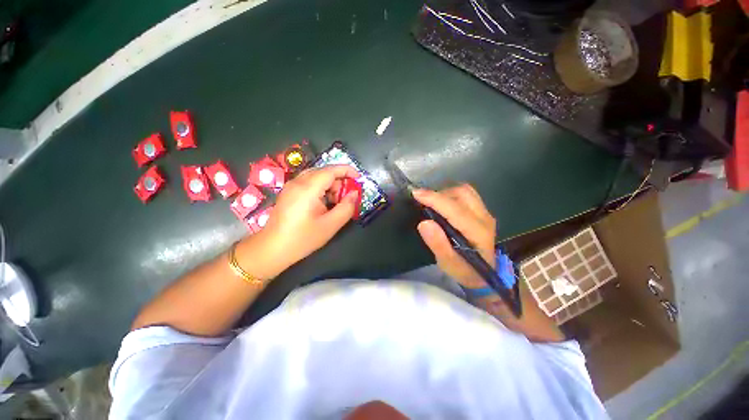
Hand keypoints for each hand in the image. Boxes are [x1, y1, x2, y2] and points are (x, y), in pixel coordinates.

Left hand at [237, 165, 360, 278]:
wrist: (273, 249)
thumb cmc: (303, 238)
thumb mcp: (331, 225)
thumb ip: (347, 207)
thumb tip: (355, 193)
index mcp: (308, 188)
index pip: (331, 170)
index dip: (347, 171)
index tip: (359, 178)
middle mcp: (298, 182)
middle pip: (324, 172)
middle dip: (339, 182)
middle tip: (346, 198)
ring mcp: (291, 186)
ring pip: (317, 177)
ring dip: (330, 186)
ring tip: (335, 203)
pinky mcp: (289, 192)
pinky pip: (309, 183)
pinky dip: (321, 189)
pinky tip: (323, 204)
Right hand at [413, 184, 496, 288]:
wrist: (483, 276)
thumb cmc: (464, 271)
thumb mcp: (448, 264)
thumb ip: (438, 244)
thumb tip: (424, 223)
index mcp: (478, 232)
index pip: (455, 209)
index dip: (434, 199)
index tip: (416, 194)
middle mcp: (484, 218)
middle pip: (462, 194)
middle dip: (439, 194)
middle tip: (423, 202)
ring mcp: (485, 213)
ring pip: (464, 191)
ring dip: (445, 193)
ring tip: (432, 203)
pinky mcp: (482, 212)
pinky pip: (466, 195)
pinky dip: (451, 195)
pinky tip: (442, 205)